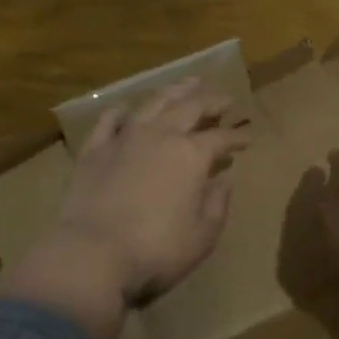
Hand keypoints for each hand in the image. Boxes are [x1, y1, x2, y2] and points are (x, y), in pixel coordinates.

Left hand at [0, 78, 250, 338]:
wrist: (91, 254)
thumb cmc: (156, 250)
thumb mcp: (202, 235)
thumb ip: (217, 203)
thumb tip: (224, 179)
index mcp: (192, 155)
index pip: (222, 138)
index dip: (237, 137)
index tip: (247, 139)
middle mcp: (161, 136)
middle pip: (191, 107)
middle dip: (211, 101)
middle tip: (224, 99)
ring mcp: (124, 138)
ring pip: (154, 103)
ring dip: (174, 91)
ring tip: (188, 84)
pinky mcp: (94, 150)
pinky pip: (109, 121)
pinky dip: (121, 111)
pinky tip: (127, 109)